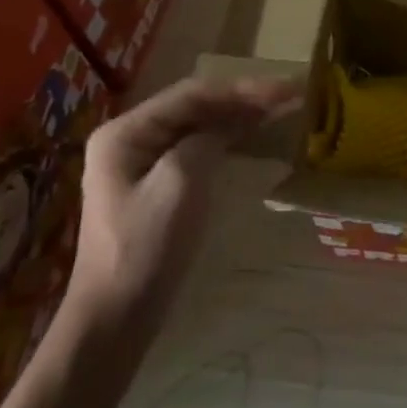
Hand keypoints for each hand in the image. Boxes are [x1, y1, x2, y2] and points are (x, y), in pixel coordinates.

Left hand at [65, 76, 299, 351]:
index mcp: (126, 131)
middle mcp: (131, 137)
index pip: (193, 94)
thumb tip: (231, 123)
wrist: (115, 319)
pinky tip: (255, 132)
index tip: (286, 89)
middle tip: (291, 94)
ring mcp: (141, 161)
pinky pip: (197, 146)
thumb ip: (207, 140)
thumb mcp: (180, 184)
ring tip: (282, 107)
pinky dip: (229, 137)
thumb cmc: (145, 249)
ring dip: (240, 114)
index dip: (243, 88)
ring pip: (200, 124)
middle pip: (196, 105)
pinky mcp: (155, 183)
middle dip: (244, 97)